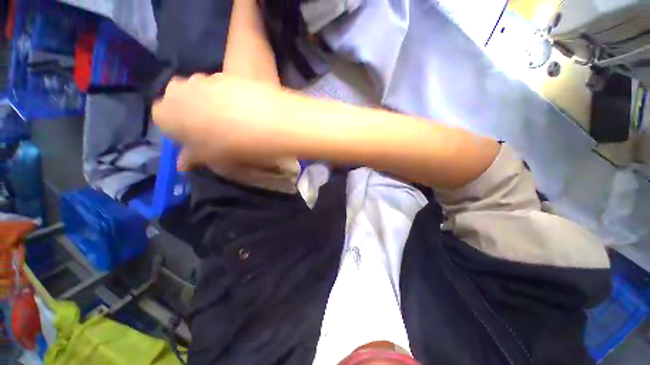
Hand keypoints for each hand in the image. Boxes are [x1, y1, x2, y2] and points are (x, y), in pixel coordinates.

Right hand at [153, 73, 287, 165]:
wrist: (265, 122)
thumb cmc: (231, 146)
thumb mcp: (211, 159)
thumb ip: (194, 158)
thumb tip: (183, 163)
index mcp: (167, 113)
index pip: (162, 118)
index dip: (177, 130)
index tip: (193, 140)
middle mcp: (181, 90)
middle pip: (179, 100)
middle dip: (190, 112)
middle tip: (211, 129)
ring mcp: (206, 79)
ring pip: (200, 90)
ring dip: (209, 103)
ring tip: (231, 120)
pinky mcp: (230, 76)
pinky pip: (221, 86)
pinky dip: (228, 97)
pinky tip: (245, 109)